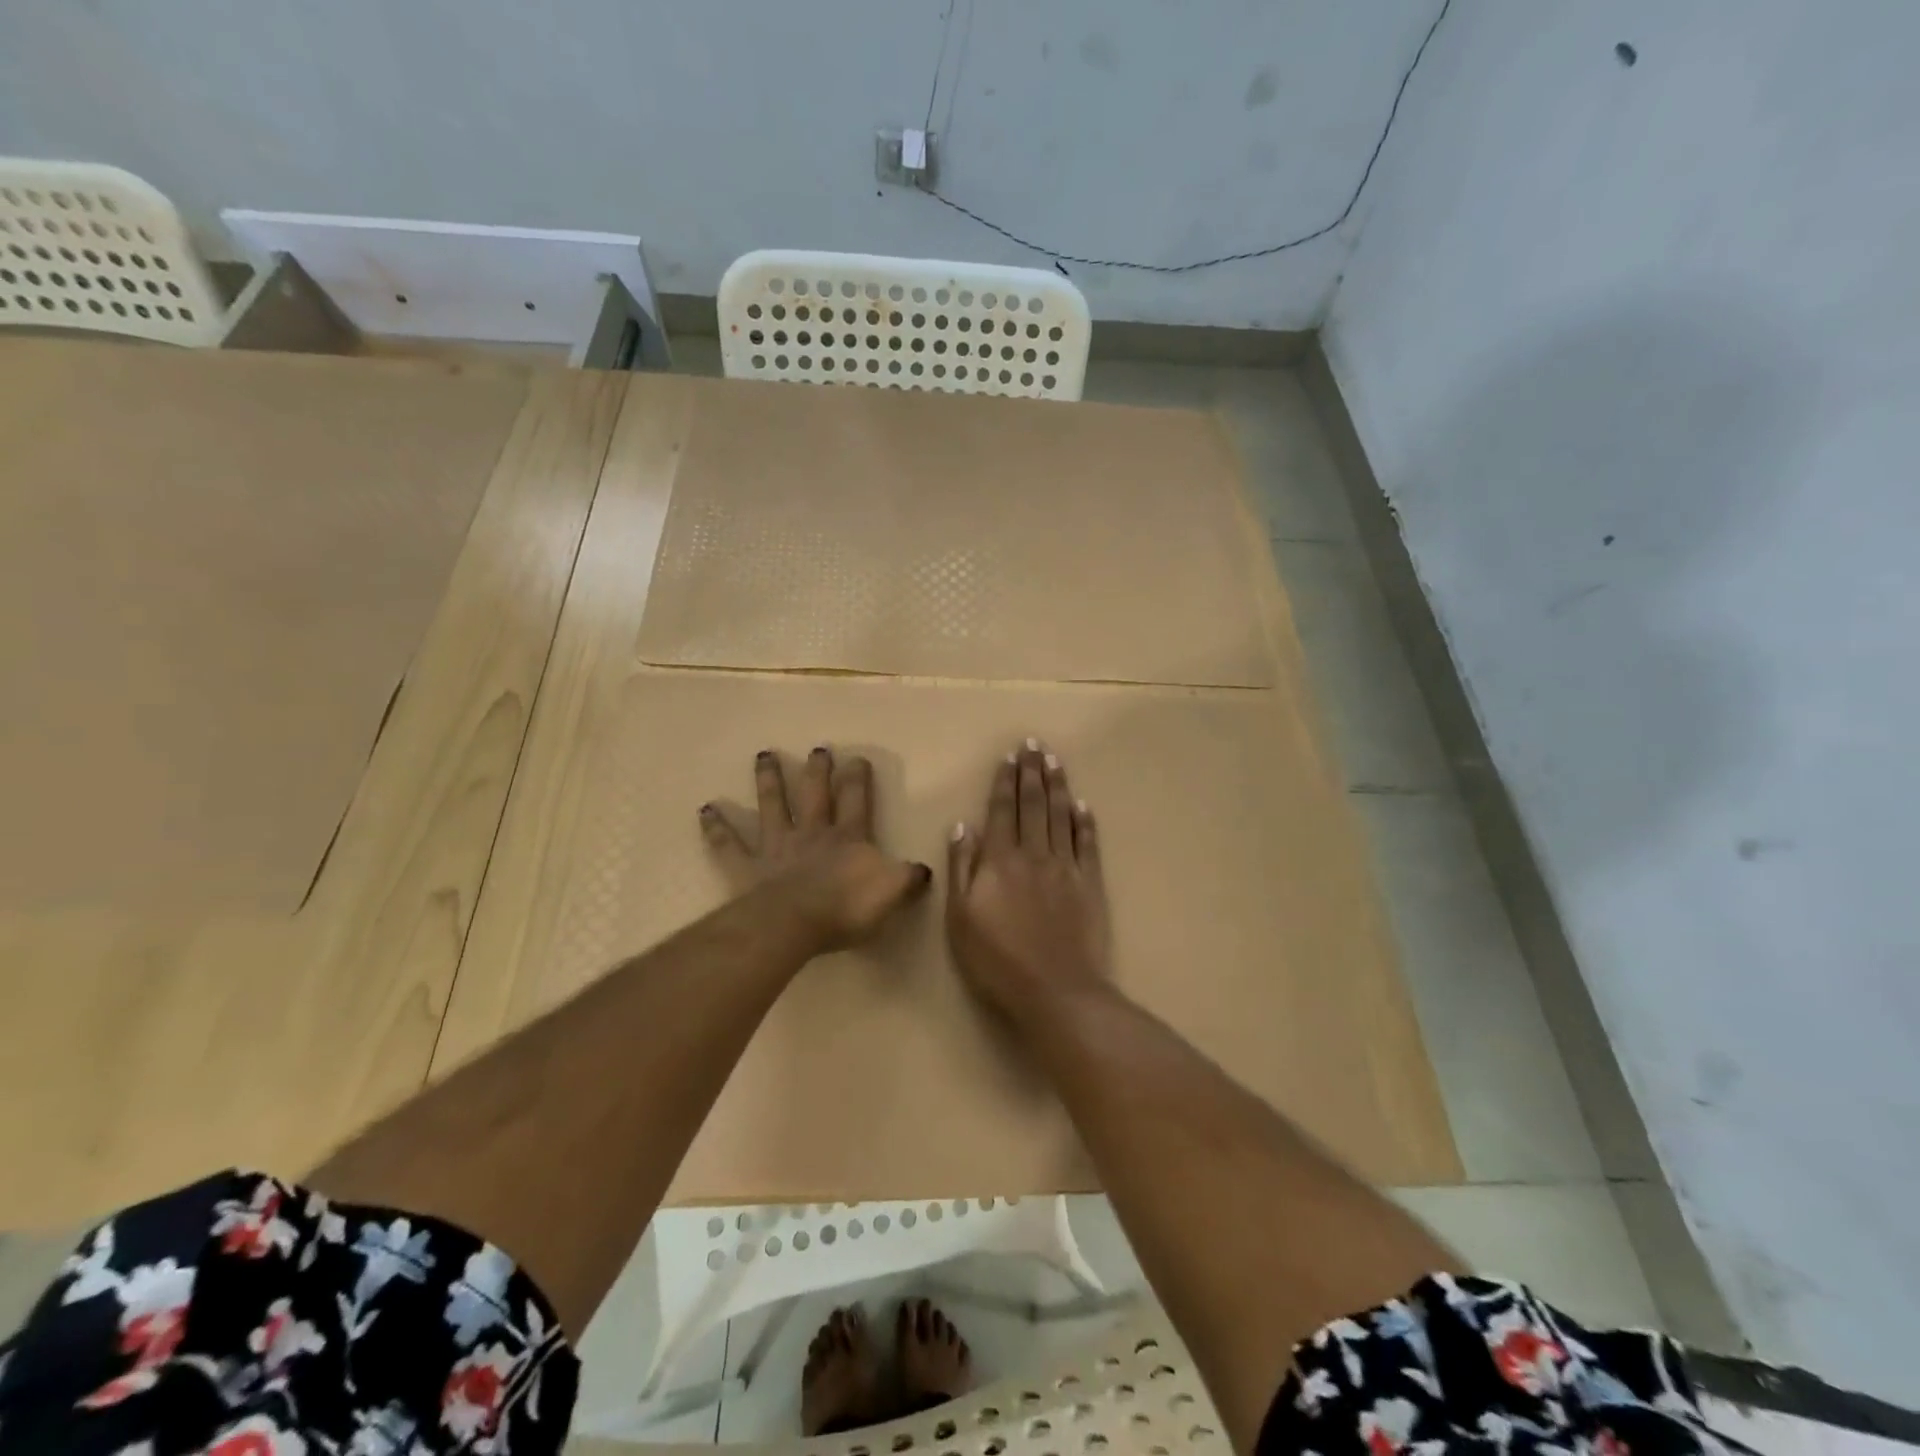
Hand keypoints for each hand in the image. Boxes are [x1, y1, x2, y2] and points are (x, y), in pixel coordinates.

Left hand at [700, 747, 931, 953]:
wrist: (796, 922)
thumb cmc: (847, 908)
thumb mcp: (892, 892)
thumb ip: (909, 878)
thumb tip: (924, 870)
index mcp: (848, 838)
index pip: (857, 801)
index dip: (858, 779)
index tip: (857, 758)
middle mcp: (812, 834)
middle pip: (815, 794)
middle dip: (817, 771)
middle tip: (817, 749)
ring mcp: (777, 848)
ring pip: (773, 806)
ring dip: (768, 781)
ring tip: (764, 755)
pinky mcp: (748, 867)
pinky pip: (730, 845)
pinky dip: (717, 827)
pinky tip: (705, 809)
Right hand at [947, 742, 1111, 1021]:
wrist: (1056, 989)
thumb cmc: (997, 959)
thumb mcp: (961, 917)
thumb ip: (961, 867)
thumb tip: (963, 825)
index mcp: (1000, 860)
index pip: (1001, 811)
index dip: (1004, 782)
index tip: (1009, 757)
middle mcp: (1034, 854)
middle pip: (1033, 805)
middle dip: (1031, 772)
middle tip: (1034, 744)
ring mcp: (1066, 867)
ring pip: (1061, 816)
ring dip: (1058, 786)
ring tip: (1055, 760)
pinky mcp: (1090, 884)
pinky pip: (1088, 844)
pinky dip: (1086, 822)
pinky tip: (1084, 805)